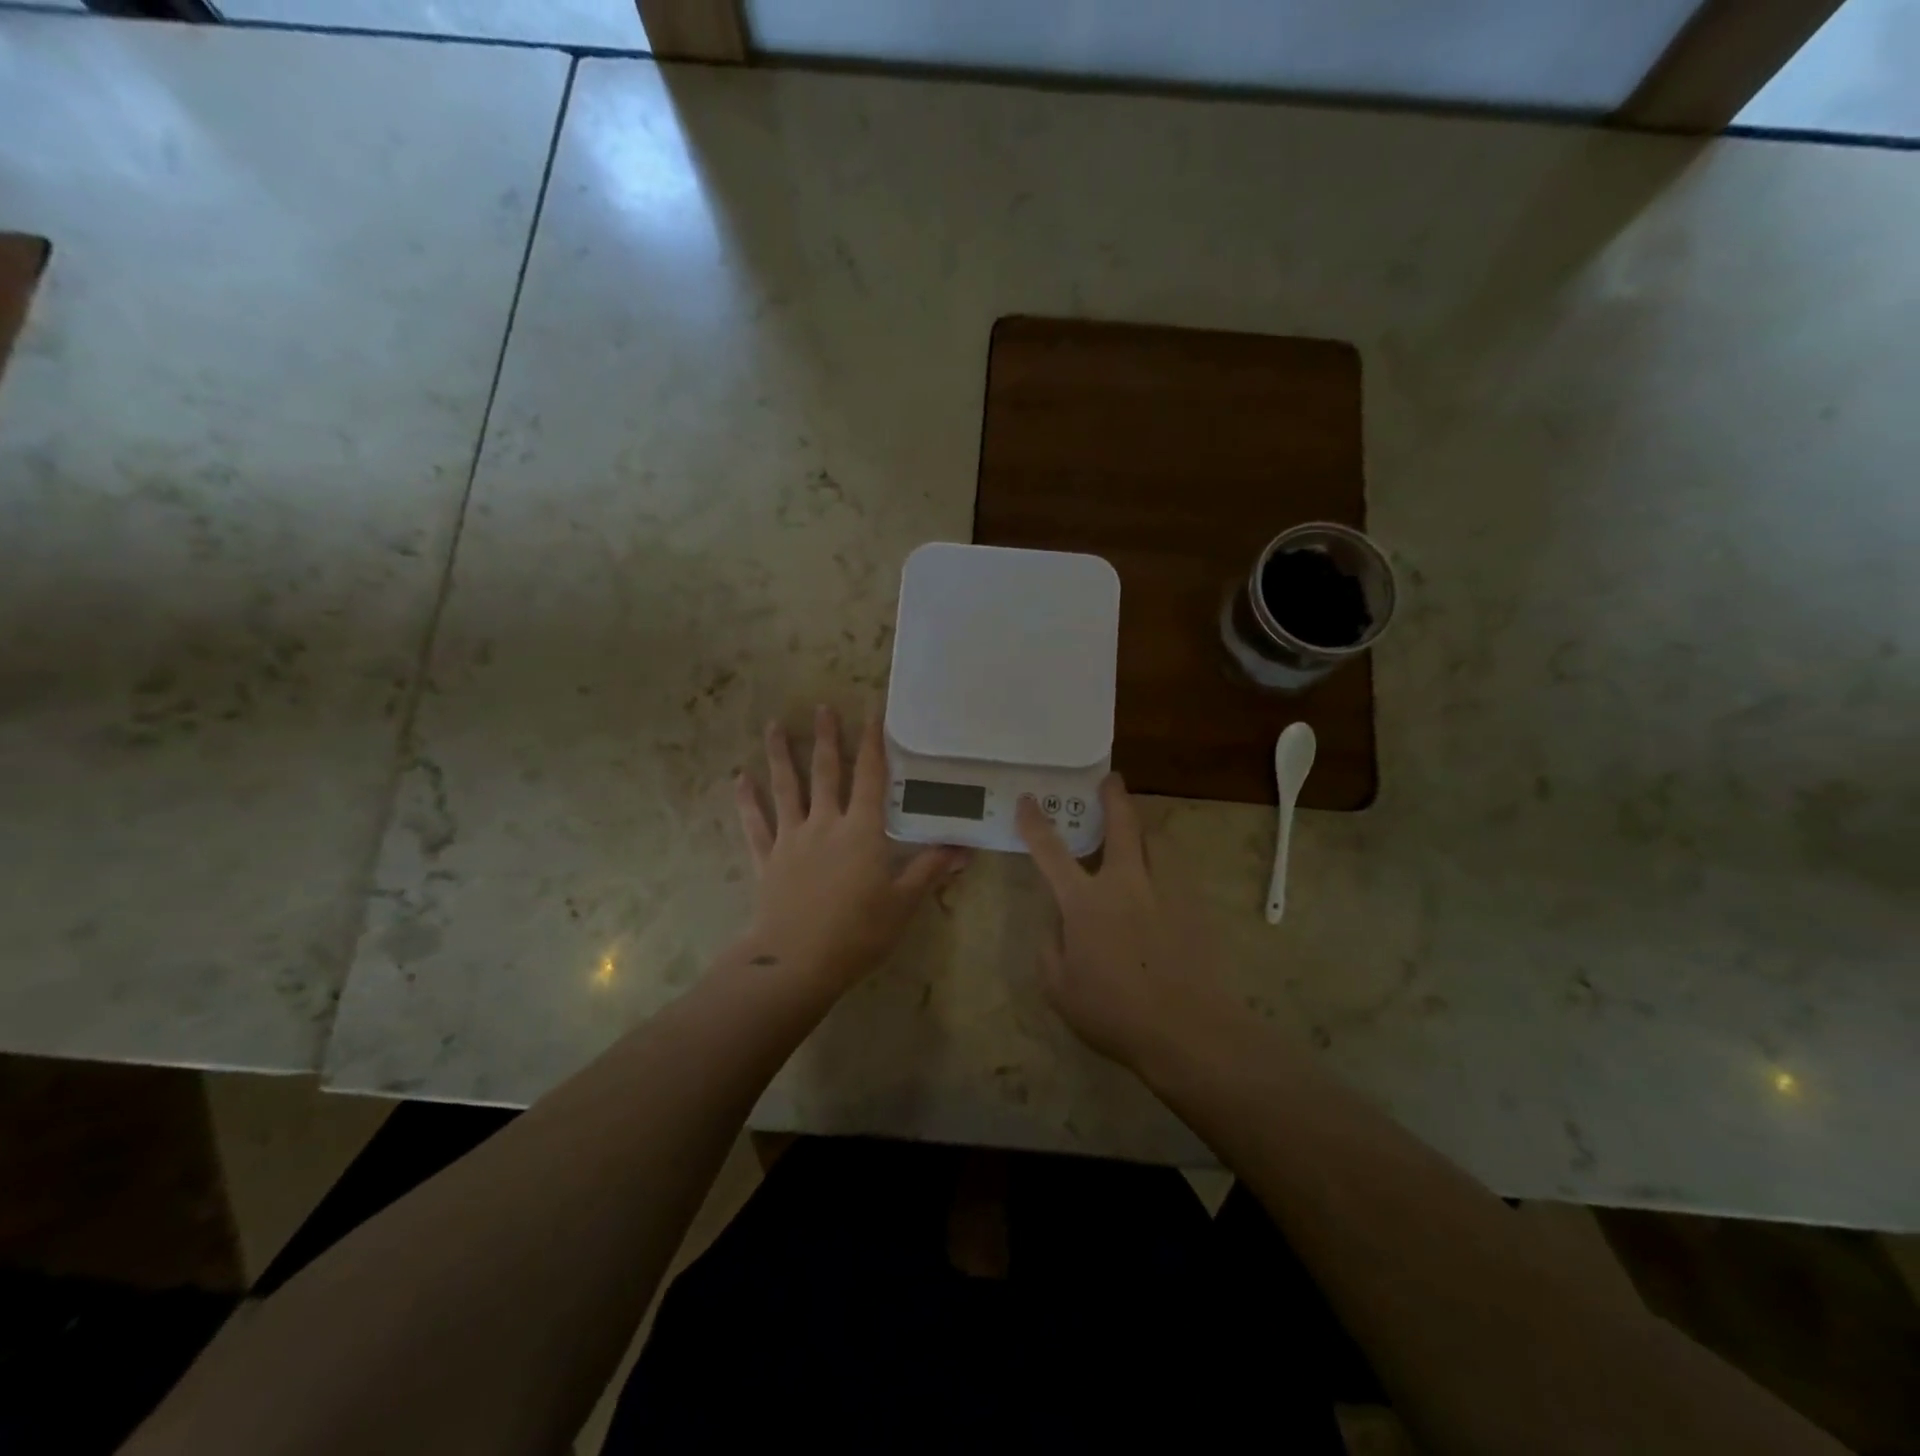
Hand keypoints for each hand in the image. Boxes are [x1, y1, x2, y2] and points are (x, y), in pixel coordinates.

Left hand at [735, 706, 968, 992]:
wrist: (797, 963)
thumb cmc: (858, 933)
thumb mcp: (903, 903)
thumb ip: (930, 870)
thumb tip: (964, 848)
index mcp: (862, 830)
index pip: (870, 776)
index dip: (873, 742)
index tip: (872, 710)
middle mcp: (825, 824)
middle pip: (826, 772)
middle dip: (826, 738)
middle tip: (822, 706)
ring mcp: (792, 839)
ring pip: (786, 789)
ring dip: (780, 755)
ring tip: (772, 725)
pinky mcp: (767, 860)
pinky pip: (755, 824)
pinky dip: (746, 801)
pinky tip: (738, 780)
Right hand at [1017, 775, 1240, 1072]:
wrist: (1188, 1030)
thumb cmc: (1114, 1012)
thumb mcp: (1060, 989)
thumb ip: (1050, 948)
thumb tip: (1058, 924)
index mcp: (1085, 902)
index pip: (1051, 851)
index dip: (1035, 822)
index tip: (1028, 799)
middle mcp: (1125, 884)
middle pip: (1121, 825)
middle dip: (1113, 797)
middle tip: (1111, 780)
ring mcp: (1164, 891)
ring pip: (1155, 842)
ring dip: (1143, 830)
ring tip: (1138, 831)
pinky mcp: (1194, 906)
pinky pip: (1175, 871)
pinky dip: (1162, 864)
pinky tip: (1161, 882)